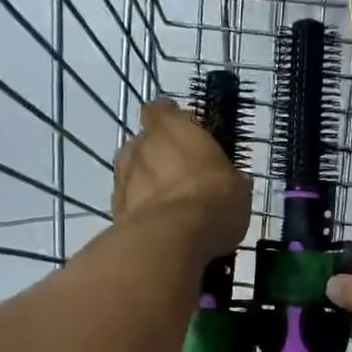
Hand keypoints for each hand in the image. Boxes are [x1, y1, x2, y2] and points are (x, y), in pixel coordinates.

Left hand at [113, 100, 251, 262]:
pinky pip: (128, 204)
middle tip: (179, 177)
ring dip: (144, 184)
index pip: (161, 110)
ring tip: (167, 205)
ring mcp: (123, 177)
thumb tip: (232, 181)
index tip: (182, 134)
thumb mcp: (237, 189)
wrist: (170, 241)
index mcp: (172, 128)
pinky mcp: (114, 210)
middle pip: (143, 143)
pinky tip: (158, 228)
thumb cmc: (212, 202)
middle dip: (157, 156)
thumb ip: (227, 177)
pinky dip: (140, 211)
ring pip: (132, 173)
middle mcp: (141, 145)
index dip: (169, 120)